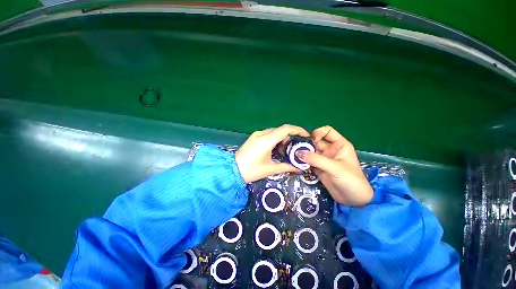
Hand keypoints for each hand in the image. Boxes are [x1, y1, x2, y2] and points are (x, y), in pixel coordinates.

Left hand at [235, 124, 309, 182]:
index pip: (285, 129)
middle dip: (290, 136)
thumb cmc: (251, 171)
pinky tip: (275, 148)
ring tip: (286, 149)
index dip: (298, 130)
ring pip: (274, 132)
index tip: (305, 135)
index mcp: (266, 140)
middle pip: (280, 129)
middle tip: (296, 146)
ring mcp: (256, 135)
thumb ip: (286, 167)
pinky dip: (275, 139)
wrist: (233, 170)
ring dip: (282, 138)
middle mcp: (261, 134)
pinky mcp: (253, 137)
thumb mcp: (270, 169)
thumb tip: (299, 168)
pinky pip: (268, 134)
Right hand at [295, 126, 372, 205]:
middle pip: (315, 142)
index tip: (311, 141)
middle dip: (306, 144)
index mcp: (339, 145)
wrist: (354, 200)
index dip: (318, 133)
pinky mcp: (319, 168)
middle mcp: (330, 150)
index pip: (327, 131)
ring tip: (293, 156)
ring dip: (303, 154)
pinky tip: (296, 163)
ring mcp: (324, 159)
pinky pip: (309, 161)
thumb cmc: (351, 179)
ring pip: (310, 152)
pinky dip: (303, 162)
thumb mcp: (335, 167)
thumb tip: (298, 153)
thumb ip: (316, 159)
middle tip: (295, 149)